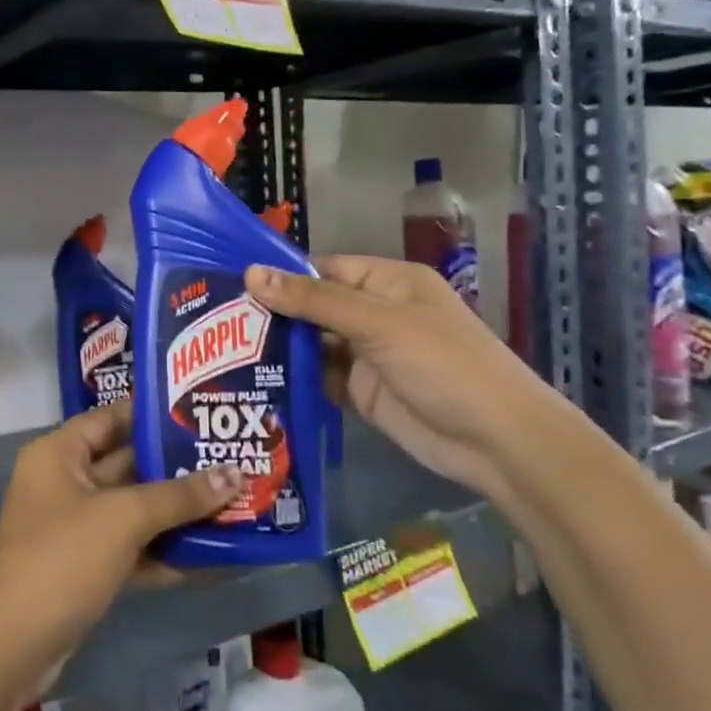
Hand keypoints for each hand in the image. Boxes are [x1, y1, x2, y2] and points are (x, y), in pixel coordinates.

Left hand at [0, 400, 242, 700]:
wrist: (10, 645)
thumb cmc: (62, 558)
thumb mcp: (123, 518)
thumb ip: (179, 496)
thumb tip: (235, 474)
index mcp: (60, 453)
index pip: (112, 417)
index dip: (155, 413)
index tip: (202, 412)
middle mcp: (64, 481)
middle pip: (127, 463)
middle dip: (176, 466)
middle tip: (231, 458)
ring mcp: (74, 526)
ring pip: (132, 509)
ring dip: (176, 512)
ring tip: (232, 502)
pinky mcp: (84, 566)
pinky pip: (130, 547)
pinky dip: (163, 551)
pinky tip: (210, 555)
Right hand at [245, 254, 579, 500]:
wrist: (495, 441)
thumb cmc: (443, 364)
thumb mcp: (377, 324)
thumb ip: (313, 301)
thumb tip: (251, 273)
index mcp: (385, 283)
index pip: (321, 269)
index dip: (280, 275)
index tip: (229, 284)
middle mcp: (373, 314)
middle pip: (313, 307)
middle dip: (272, 313)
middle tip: (215, 321)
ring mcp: (367, 355)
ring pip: (312, 344)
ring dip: (279, 348)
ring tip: (222, 351)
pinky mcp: (361, 393)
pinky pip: (319, 379)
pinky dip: (293, 380)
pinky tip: (254, 381)